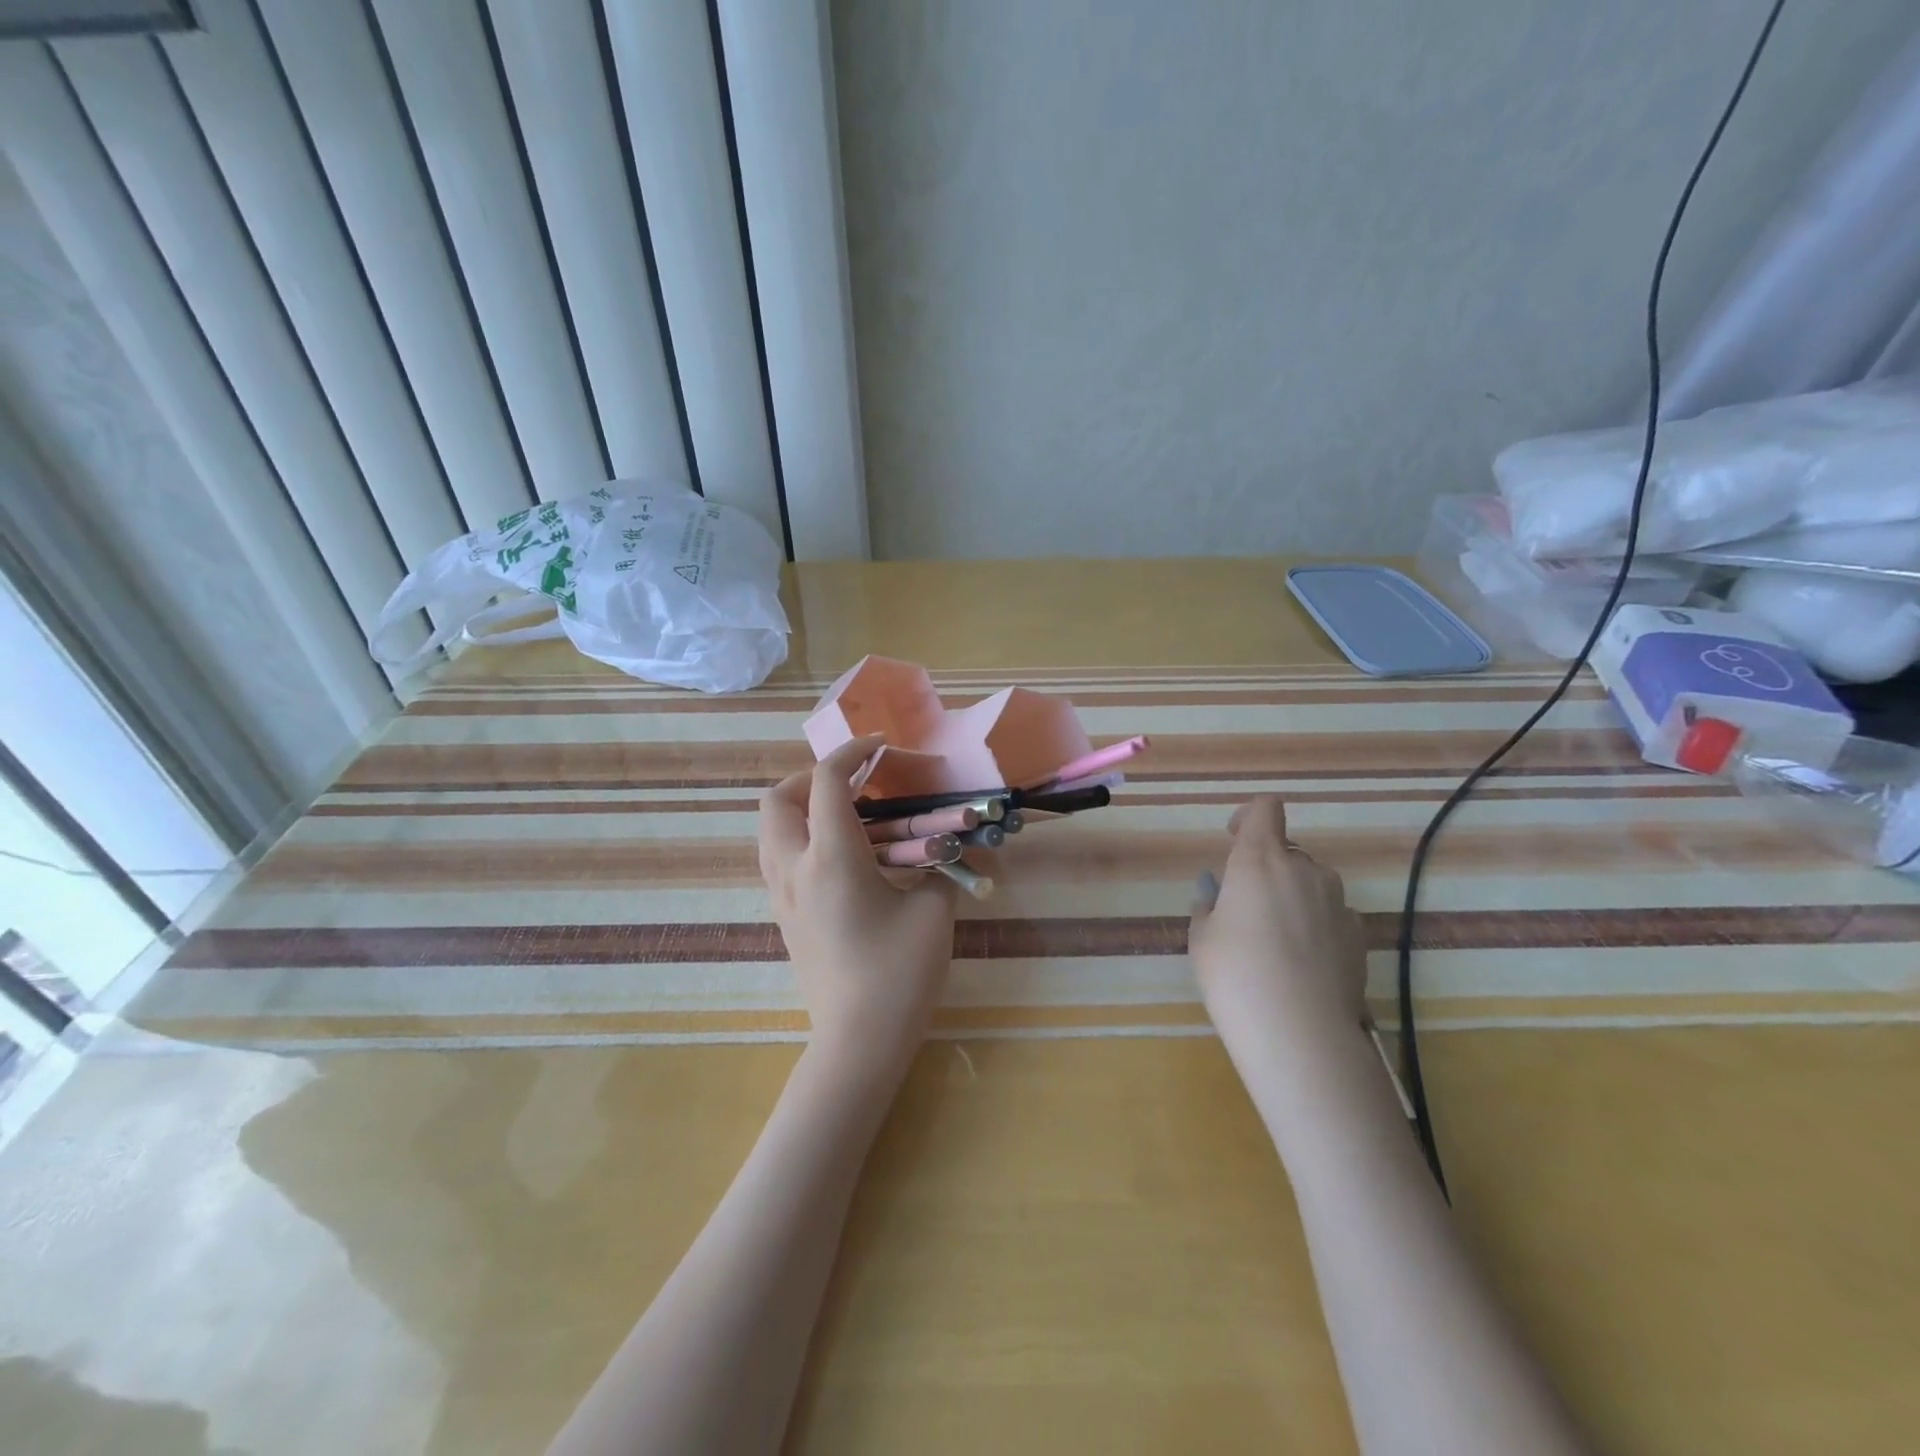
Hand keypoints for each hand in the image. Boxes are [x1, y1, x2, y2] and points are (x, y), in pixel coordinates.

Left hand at [759, 736, 957, 1082]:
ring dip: (801, 809)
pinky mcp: (783, 918)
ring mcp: (782, 896)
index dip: (852, 753)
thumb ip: (940, 869)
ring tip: (846, 818)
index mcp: (831, 858)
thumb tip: (945, 850)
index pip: (827, 781)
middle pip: (777, 799)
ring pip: (769, 830)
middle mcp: (794, 869)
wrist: (858, 1042)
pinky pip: (777, 859)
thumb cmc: (900, 974)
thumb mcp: (934, 911)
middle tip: (854, 786)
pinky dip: (799, 838)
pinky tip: (841, 859)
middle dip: (812, 778)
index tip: (880, 749)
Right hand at [1188, 796, 1367, 1070]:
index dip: (1249, 817)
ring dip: (1293, 897)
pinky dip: (1316, 925)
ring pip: (1311, 883)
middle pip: (1286, 851)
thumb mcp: (1202, 938)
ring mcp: (1338, 901)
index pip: (1264, 808)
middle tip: (1245, 912)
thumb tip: (1218, 893)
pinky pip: (1330, 914)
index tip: (1234, 841)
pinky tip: (1303, 965)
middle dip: (1266, 870)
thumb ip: (1210, 905)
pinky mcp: (1359, 934)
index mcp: (1258, 860)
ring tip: (1276, 943)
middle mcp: (1303, 870)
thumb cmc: (1235, 976)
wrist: (1300, 1033)